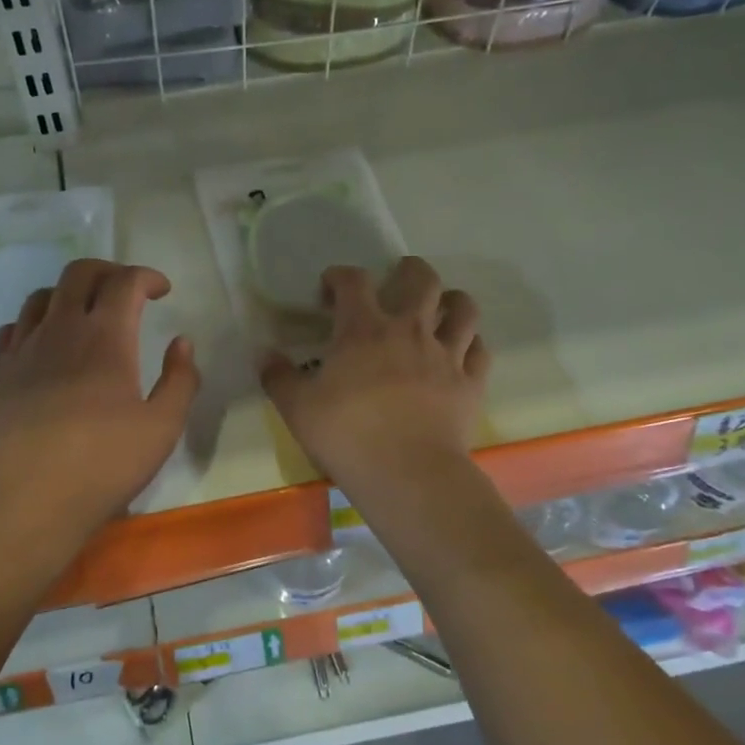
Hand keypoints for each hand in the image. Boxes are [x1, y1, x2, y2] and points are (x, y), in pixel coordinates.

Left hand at [0, 259, 198, 563]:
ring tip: (84, 315)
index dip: (147, 276)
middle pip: (79, 273)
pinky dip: (34, 323)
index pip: (125, 282)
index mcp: (106, 337)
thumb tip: (181, 343)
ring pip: (42, 296)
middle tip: (126, 291)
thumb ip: (180, 380)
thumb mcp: (162, 428)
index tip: (162, 290)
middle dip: (108, 271)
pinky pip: (12, 328)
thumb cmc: (102, 466)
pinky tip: (43, 345)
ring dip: (69, 294)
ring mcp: (22, 349)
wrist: (24, 503)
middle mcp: (60, 329)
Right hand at [262, 257, 488, 496]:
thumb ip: (278, 376)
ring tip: (441, 306)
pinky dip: (471, 343)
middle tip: (398, 279)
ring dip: (451, 300)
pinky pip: (480, 350)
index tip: (329, 290)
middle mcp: (409, 330)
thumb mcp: (297, 408)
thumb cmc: (347, 435)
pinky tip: (461, 351)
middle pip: (422, 279)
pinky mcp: (470, 382)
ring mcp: (446, 355)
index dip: (340, 276)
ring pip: (463, 308)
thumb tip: (265, 354)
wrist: (408, 473)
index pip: (353, 281)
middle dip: (409, 270)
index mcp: (363, 329)